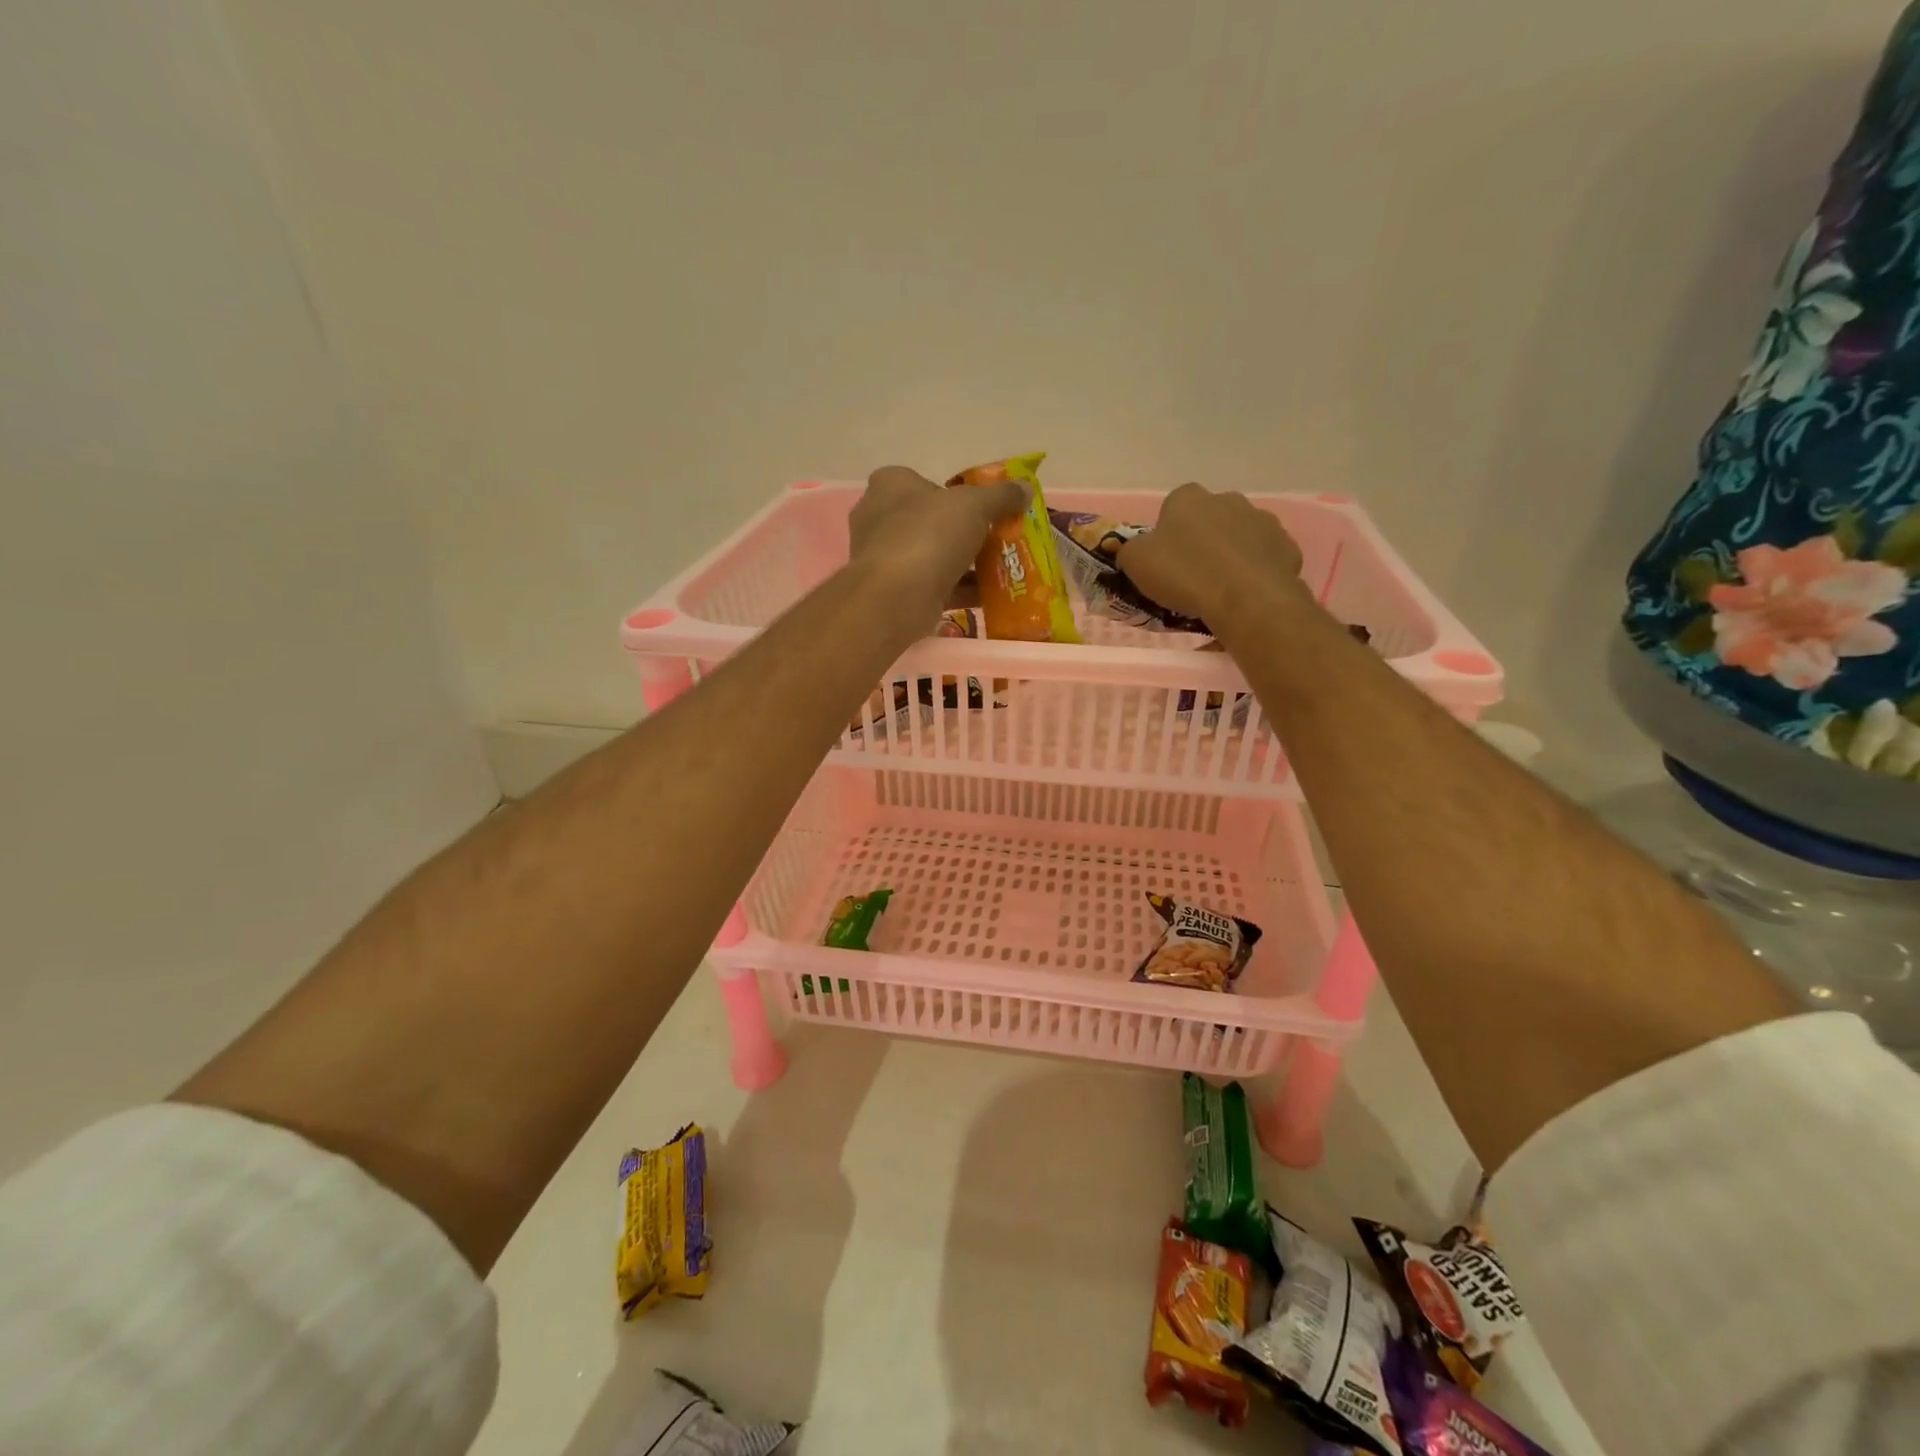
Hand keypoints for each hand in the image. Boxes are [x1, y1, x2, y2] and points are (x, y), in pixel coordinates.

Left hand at [849, 465, 1025, 617]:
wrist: (895, 599)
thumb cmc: (928, 536)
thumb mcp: (974, 505)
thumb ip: (1002, 496)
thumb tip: (1026, 487)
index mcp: (891, 485)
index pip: (928, 482)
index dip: (959, 494)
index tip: (987, 509)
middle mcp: (881, 518)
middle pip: (934, 521)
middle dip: (968, 532)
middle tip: (1000, 539)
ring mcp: (886, 558)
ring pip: (935, 556)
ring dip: (968, 564)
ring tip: (1004, 568)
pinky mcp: (895, 592)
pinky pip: (935, 586)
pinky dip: (962, 590)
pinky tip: (992, 595)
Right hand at [1116, 482, 1306, 631]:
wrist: (1246, 599)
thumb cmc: (1184, 575)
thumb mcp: (1135, 563)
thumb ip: (1130, 551)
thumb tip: (1134, 551)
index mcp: (1188, 498)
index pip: (1172, 507)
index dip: (1166, 533)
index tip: (1164, 560)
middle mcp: (1228, 499)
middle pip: (1209, 519)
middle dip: (1201, 540)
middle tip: (1190, 576)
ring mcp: (1263, 521)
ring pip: (1239, 537)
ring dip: (1230, 554)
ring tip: (1219, 589)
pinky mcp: (1287, 547)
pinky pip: (1264, 558)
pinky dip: (1255, 572)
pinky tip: (1245, 595)